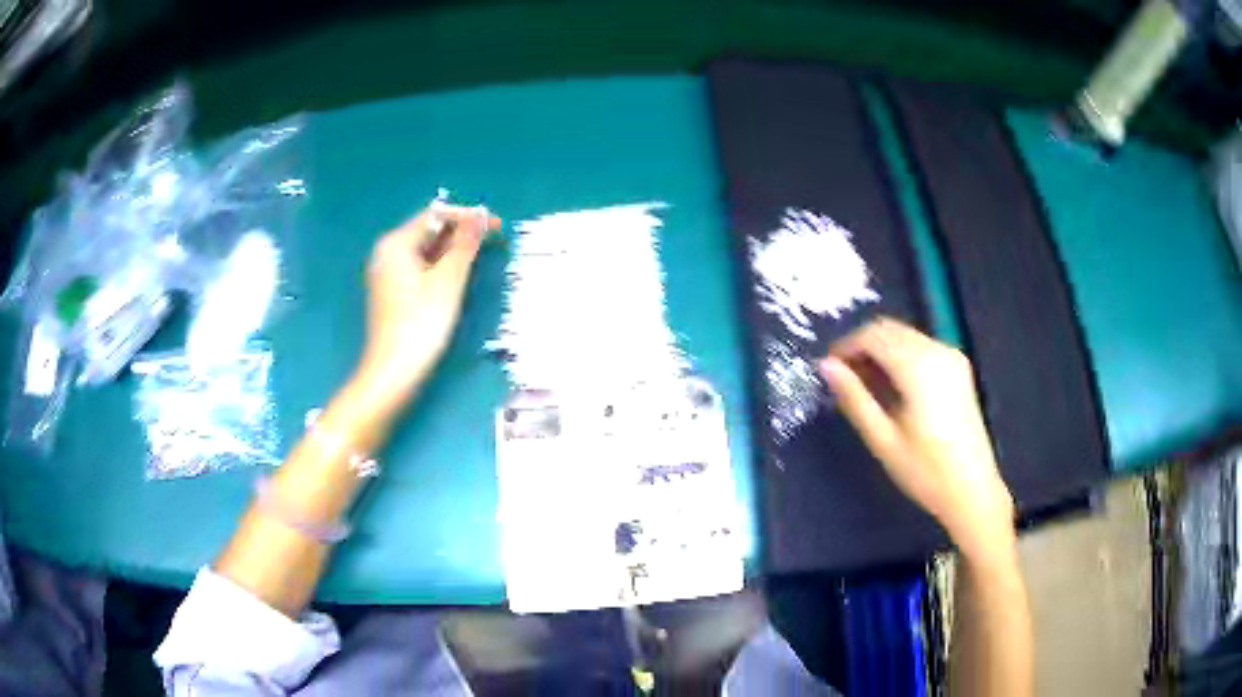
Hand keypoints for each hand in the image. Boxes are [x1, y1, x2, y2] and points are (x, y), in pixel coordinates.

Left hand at [353, 204, 500, 415]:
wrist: (394, 371)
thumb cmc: (422, 322)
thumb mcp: (449, 279)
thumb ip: (466, 243)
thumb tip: (480, 214)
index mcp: (396, 243)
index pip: (436, 215)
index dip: (467, 217)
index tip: (496, 226)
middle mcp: (387, 253)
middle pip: (429, 232)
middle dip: (460, 235)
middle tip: (491, 244)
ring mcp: (387, 274)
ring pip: (425, 252)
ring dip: (452, 253)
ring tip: (479, 261)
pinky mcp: (391, 293)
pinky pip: (419, 269)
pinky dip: (439, 269)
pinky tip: (456, 280)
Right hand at [818, 317, 1015, 557]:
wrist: (972, 490)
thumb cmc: (925, 471)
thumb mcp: (883, 439)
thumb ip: (854, 398)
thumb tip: (826, 365)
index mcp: (918, 367)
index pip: (873, 335)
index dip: (846, 346)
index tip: (827, 368)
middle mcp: (937, 351)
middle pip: (890, 329)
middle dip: (862, 345)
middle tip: (842, 377)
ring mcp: (951, 356)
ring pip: (905, 335)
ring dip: (881, 350)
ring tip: (863, 384)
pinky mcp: (958, 367)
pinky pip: (920, 346)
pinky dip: (900, 355)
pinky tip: (892, 385)